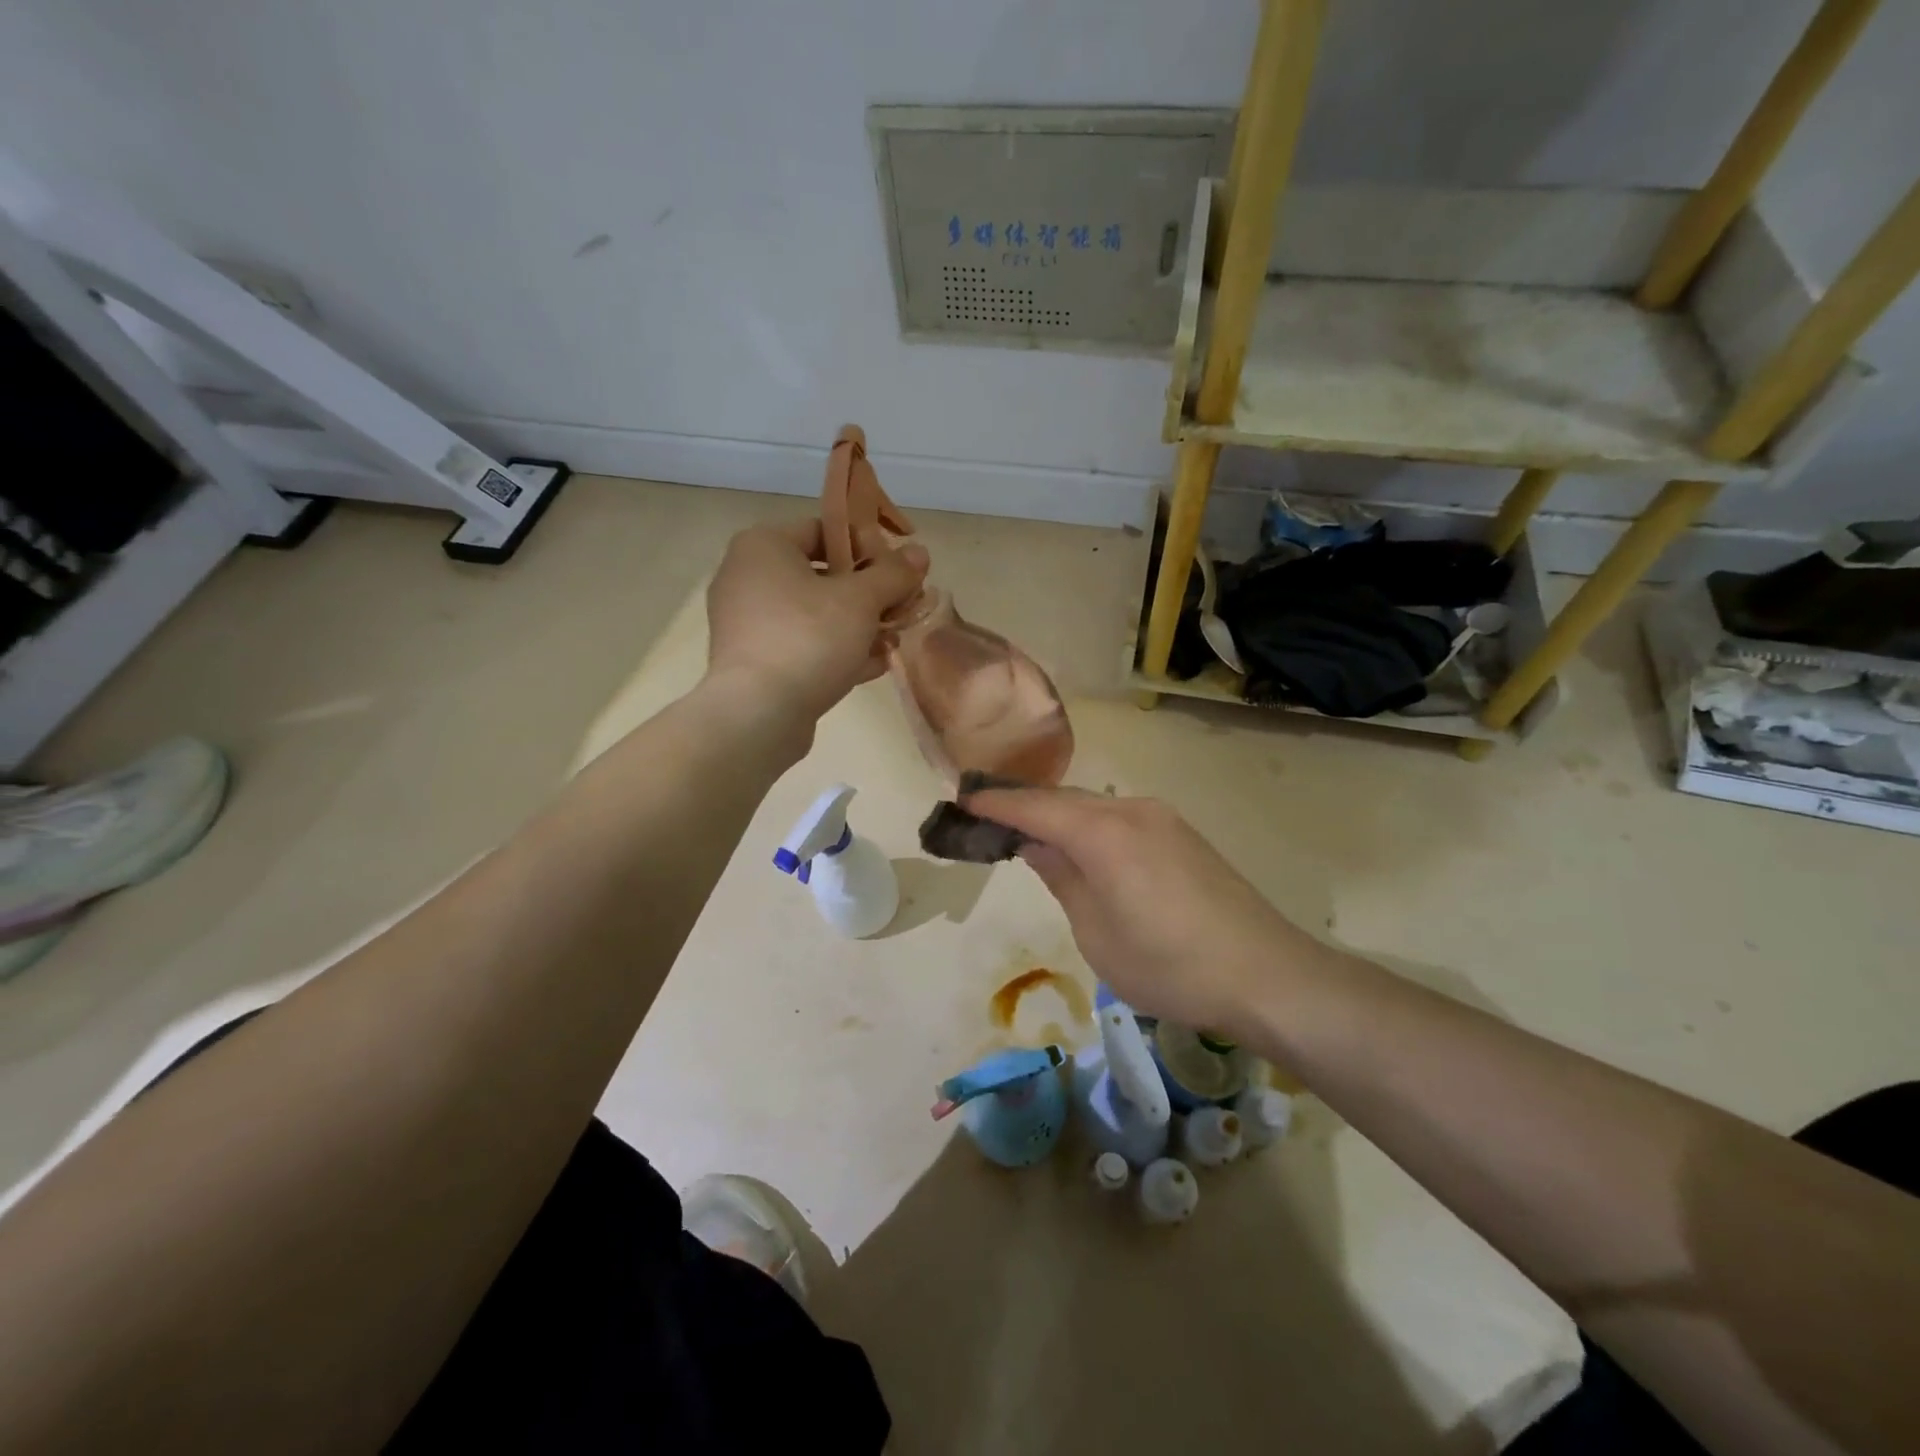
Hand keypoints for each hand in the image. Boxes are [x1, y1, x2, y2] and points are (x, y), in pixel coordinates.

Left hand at [705, 519, 928, 724]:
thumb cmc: (809, 638)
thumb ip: (893, 574)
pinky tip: (873, 666)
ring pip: (815, 614)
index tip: (898, 571)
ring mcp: (748, 623)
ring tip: (894, 640)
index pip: (825, 530)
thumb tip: (919, 554)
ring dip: (858, 625)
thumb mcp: (861, 600)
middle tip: (903, 607)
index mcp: (764, 546)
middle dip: (869, 593)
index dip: (868, 546)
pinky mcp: (756, 662)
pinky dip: (836, 651)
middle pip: (823, 574)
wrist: (759, 715)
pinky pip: (803, 645)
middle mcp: (748, 577)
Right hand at [963, 785, 1336, 1038]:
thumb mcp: (1097, 933)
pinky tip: (1082, 846)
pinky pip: (1119, 817)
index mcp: (1103, 833)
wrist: (1266, 975)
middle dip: (1024, 806)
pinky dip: (1089, 824)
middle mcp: (1131, 810)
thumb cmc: (1169, 965)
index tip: (962, 800)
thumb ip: (1061, 879)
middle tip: (988, 819)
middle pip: (1064, 800)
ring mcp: (1162, 819)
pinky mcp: (1182, 834)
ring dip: (1059, 815)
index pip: (1035, 808)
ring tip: (1029, 833)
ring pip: (1093, 805)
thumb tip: (1034, 844)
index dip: (997, 804)